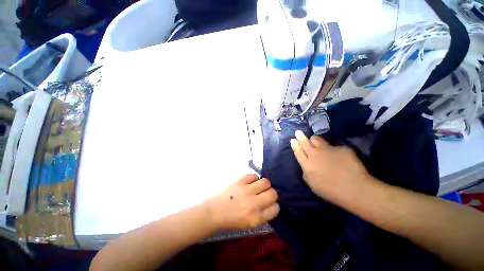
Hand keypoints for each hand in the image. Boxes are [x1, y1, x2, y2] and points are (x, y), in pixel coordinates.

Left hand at [205, 174, 279, 230]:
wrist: (214, 212)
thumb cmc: (232, 220)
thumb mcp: (249, 224)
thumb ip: (262, 215)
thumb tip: (272, 203)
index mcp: (256, 218)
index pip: (275, 208)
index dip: (274, 205)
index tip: (270, 203)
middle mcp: (253, 204)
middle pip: (273, 193)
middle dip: (272, 193)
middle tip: (265, 194)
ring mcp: (246, 191)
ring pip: (266, 182)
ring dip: (264, 184)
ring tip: (258, 187)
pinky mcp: (240, 181)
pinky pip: (253, 176)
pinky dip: (254, 179)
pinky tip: (250, 183)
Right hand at [290, 130, 369, 199]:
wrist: (355, 190)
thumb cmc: (332, 191)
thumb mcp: (313, 186)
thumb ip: (306, 174)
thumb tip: (306, 167)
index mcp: (307, 165)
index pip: (298, 151)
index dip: (295, 145)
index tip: (293, 139)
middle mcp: (315, 154)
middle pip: (305, 142)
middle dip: (300, 136)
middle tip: (298, 132)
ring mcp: (328, 150)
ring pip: (317, 139)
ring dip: (314, 140)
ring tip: (315, 141)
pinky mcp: (341, 148)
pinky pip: (334, 146)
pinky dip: (333, 149)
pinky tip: (339, 156)